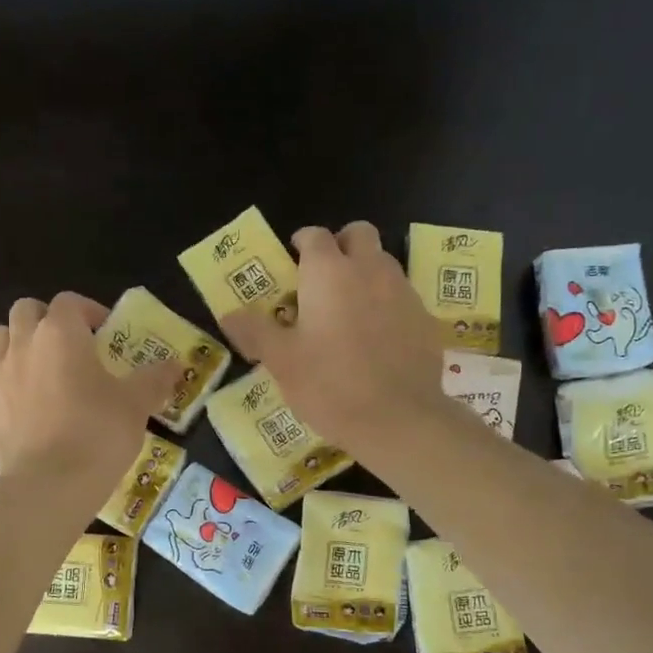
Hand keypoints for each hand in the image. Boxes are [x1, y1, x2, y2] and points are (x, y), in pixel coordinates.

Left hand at [0, 292, 174, 496]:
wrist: (50, 486)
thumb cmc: (98, 435)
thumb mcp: (137, 405)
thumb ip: (155, 379)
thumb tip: (175, 366)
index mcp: (60, 334)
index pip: (69, 301)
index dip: (89, 311)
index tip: (106, 333)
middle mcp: (22, 346)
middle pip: (26, 311)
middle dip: (47, 320)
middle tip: (71, 346)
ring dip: (18, 344)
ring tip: (42, 369)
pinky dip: (8, 388)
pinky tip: (28, 409)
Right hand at [221, 222, 443, 449]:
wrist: (397, 419)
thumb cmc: (329, 385)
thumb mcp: (281, 361)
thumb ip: (255, 331)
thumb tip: (228, 314)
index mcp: (328, 272)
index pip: (315, 236)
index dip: (302, 244)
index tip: (292, 261)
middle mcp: (369, 269)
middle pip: (359, 234)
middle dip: (341, 245)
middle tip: (324, 278)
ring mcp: (403, 291)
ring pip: (383, 263)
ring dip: (365, 273)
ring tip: (348, 311)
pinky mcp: (425, 318)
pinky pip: (402, 297)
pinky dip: (386, 305)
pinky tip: (377, 339)